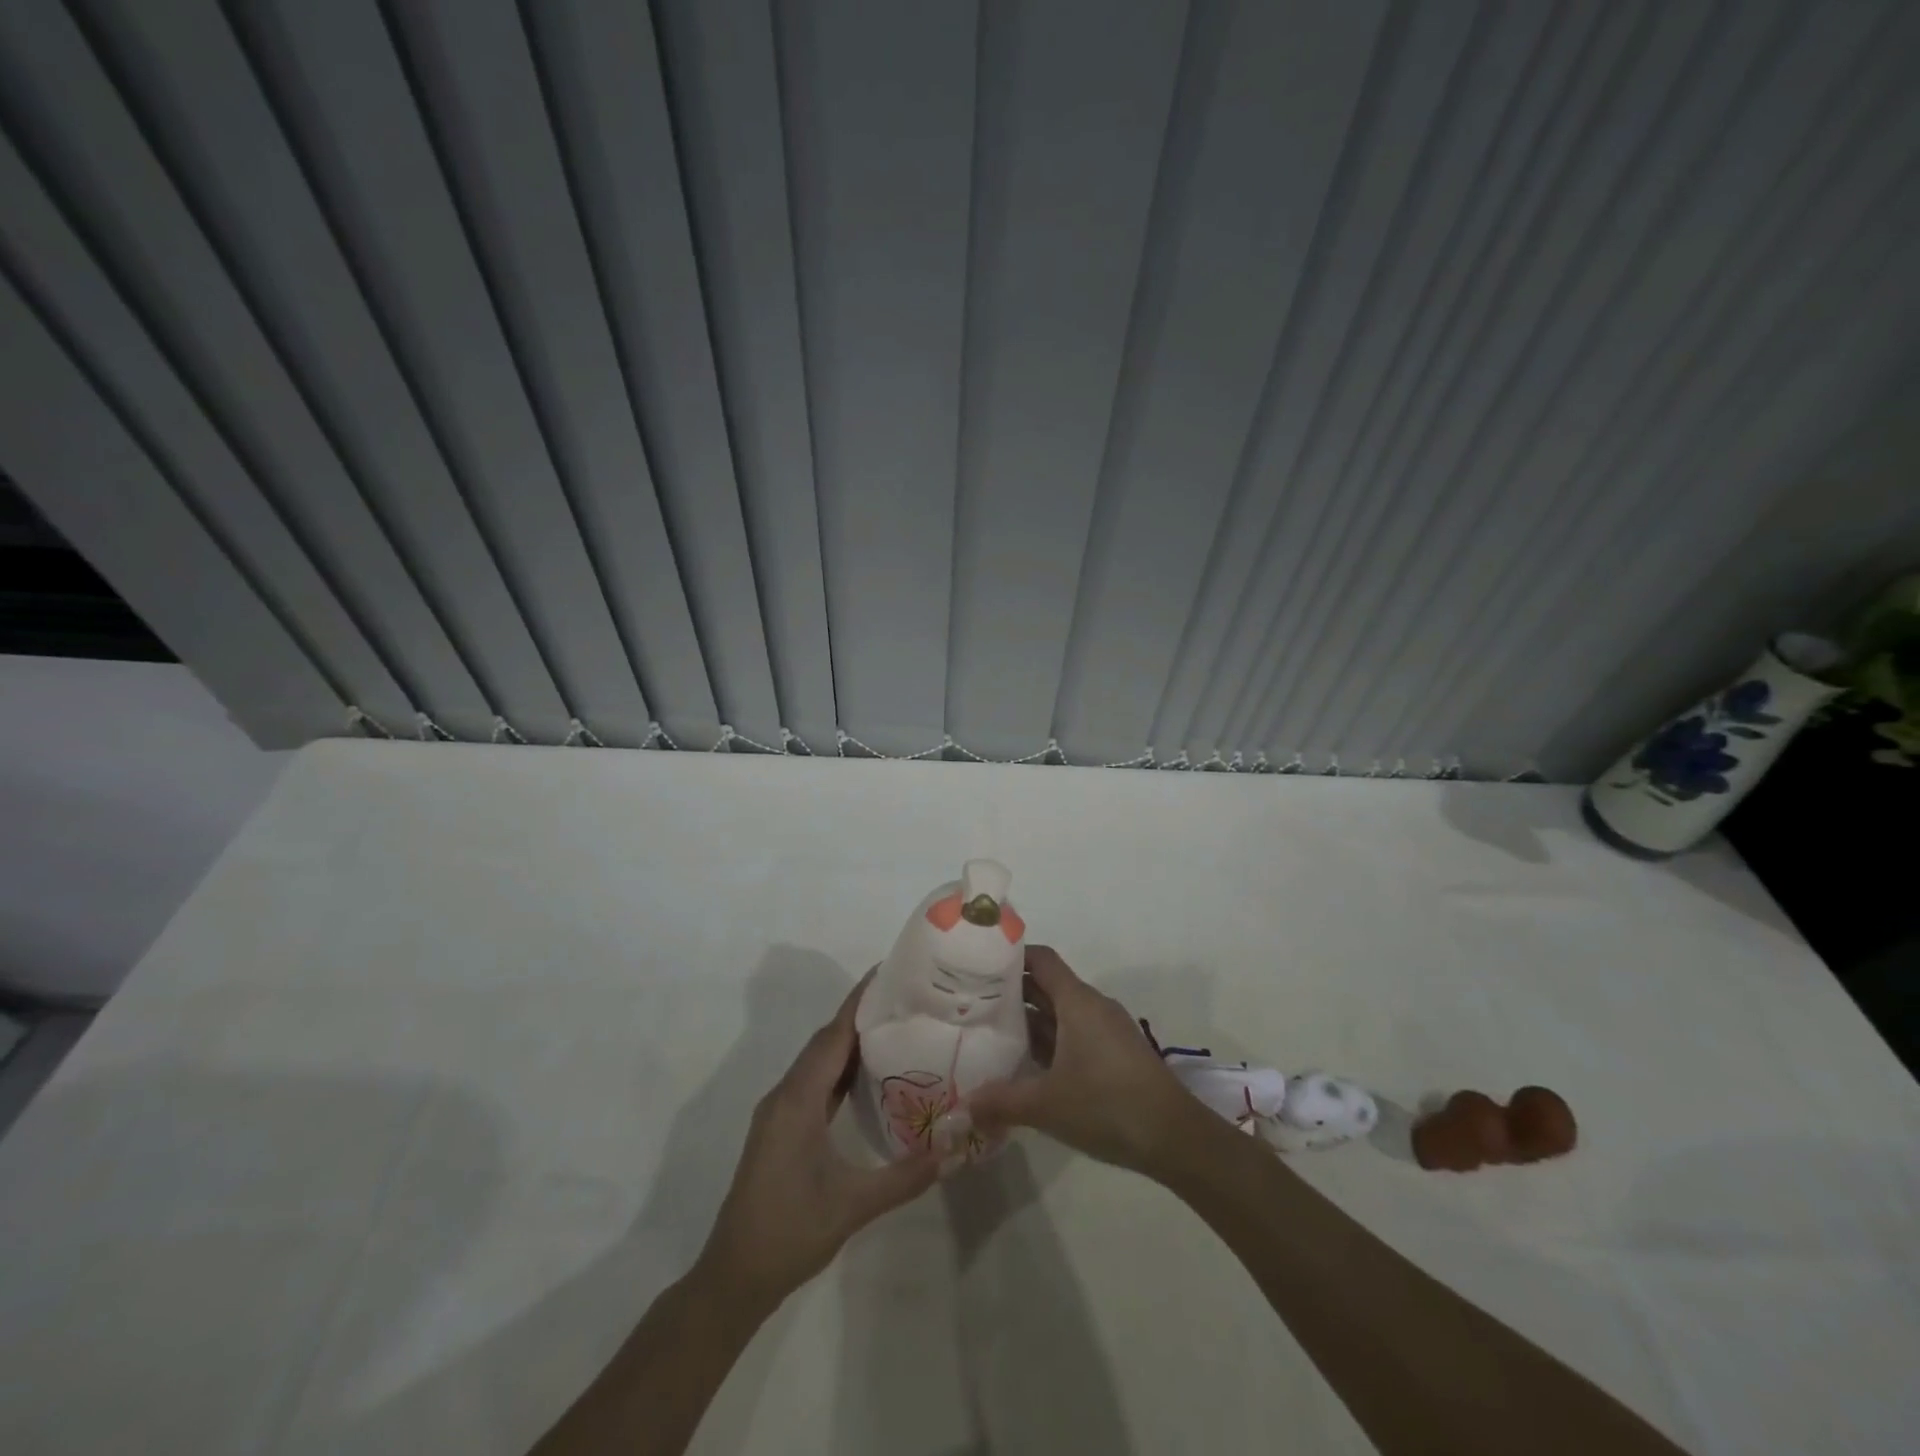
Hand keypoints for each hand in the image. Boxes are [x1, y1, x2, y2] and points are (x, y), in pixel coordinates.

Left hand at [696, 975, 938, 1315]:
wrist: (734, 1276)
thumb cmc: (790, 1233)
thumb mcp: (852, 1206)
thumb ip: (904, 1177)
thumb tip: (954, 1150)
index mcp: (797, 1100)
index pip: (832, 1036)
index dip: (859, 1002)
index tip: (888, 973)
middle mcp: (785, 1095)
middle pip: (825, 1041)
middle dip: (860, 1015)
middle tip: (904, 998)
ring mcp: (779, 1111)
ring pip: (818, 1061)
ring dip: (849, 1041)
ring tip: (893, 1027)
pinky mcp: (781, 1127)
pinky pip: (814, 1082)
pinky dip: (839, 1069)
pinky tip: (866, 1075)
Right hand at [964, 946, 1203, 1179]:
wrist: (1175, 1138)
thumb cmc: (1107, 1105)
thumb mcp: (1046, 1105)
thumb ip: (1000, 1101)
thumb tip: (961, 1105)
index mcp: (1077, 1001)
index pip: (1041, 959)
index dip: (1011, 957)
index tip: (978, 965)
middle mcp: (1092, 1006)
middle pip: (1047, 985)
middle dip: (1012, 992)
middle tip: (972, 1002)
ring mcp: (1106, 1030)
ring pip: (1060, 1013)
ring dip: (1029, 1021)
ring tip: (991, 1033)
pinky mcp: (1114, 1054)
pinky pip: (1073, 1034)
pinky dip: (1049, 1042)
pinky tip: (1026, 1065)